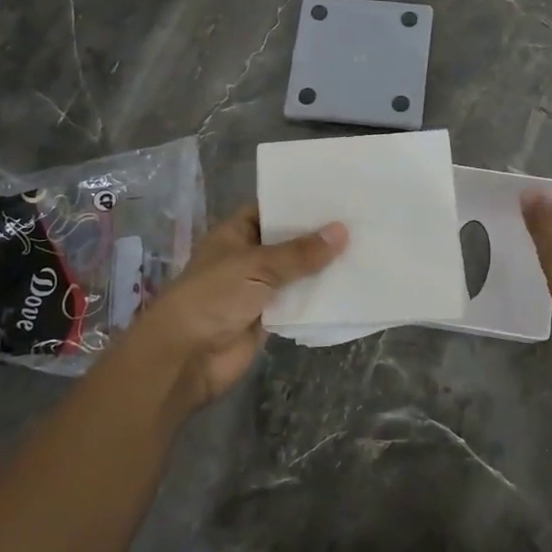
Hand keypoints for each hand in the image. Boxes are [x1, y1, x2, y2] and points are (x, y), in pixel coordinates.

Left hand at [124, 206, 346, 410]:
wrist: (186, 357)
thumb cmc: (213, 297)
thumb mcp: (257, 266)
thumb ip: (300, 252)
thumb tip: (342, 231)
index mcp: (235, 234)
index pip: (270, 210)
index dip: (299, 204)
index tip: (335, 194)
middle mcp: (247, 257)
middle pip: (287, 242)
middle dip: (318, 236)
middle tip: (360, 219)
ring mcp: (258, 289)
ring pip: (296, 273)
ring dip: (323, 267)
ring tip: (365, 247)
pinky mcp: (269, 318)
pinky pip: (299, 302)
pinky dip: (319, 297)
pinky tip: (351, 285)